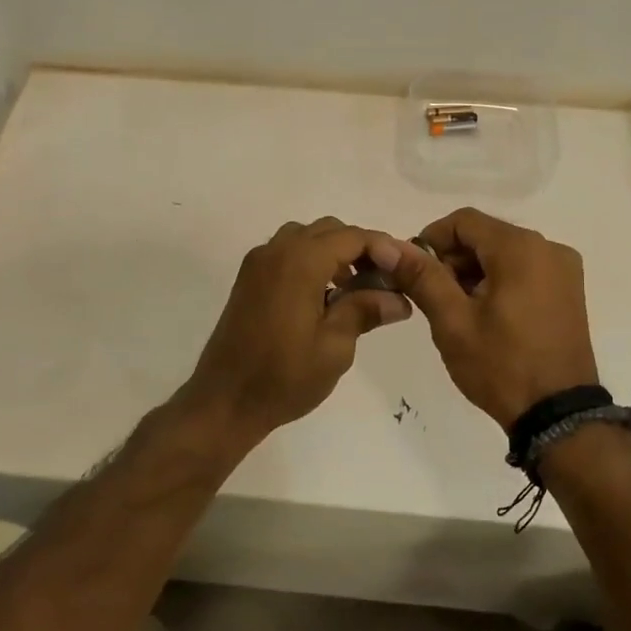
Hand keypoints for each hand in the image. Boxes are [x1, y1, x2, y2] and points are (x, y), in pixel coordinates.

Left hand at [177, 218, 412, 447]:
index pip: (352, 237)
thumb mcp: (335, 347)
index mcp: (300, 262)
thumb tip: (399, 299)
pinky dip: (311, 261)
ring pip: (306, 238)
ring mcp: (258, 263)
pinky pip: (287, 253)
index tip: (406, 270)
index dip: (383, 248)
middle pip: (329, 231)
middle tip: (384, 281)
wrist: (224, 400)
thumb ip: (365, 311)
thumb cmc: (283, 377)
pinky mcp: (249, 279)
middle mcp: (276, 251)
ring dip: (334, 253)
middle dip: (360, 249)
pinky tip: (325, 297)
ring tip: (355, 289)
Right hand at [373, 207, 598, 431]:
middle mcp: (548, 248)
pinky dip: (498, 282)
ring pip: (504, 253)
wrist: (558, 415)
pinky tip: (485, 315)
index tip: (413, 272)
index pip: (463, 221)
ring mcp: (563, 270)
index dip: (431, 240)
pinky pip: (524, 270)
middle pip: (485, 235)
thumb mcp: (452, 321)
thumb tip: (388, 246)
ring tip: (456, 311)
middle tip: (431, 297)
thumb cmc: (501, 365)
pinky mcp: (569, 291)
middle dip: (452, 259)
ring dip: (474, 272)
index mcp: (521, 248)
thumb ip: (422, 276)